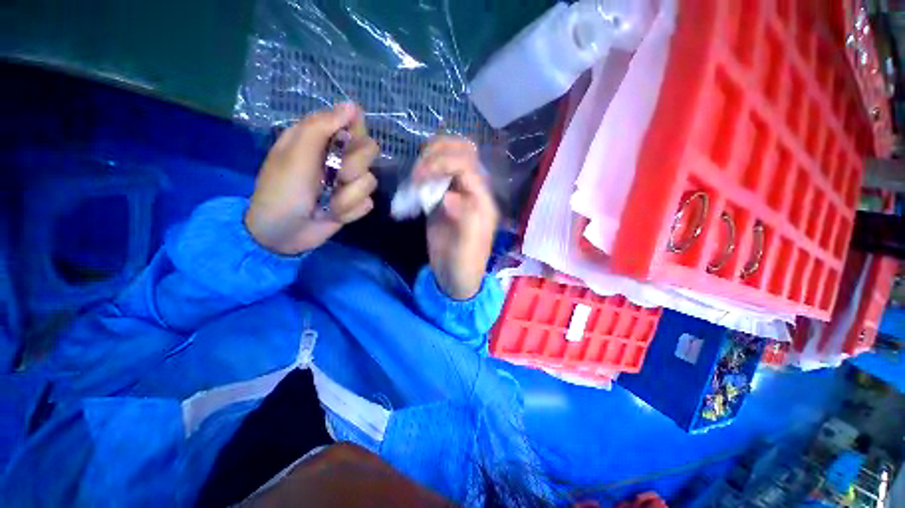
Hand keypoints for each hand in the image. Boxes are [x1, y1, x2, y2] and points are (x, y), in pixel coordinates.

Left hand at [245, 104, 379, 254]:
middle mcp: (339, 158)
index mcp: (321, 139)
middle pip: (370, 151)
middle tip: (333, 177)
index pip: (354, 123)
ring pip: (370, 181)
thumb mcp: (295, 154)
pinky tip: (333, 214)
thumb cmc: (282, 190)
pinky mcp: (355, 203)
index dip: (355, 133)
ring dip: (347, 196)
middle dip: (352, 168)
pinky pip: (368, 203)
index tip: (344, 145)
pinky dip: (350, 211)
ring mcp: (349, 183)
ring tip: (327, 203)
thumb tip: (353, 106)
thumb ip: (321, 127)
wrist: (282, 233)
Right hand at [415, 136, 498, 299]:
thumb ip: (464, 220)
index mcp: (482, 200)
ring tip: (415, 178)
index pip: (467, 165)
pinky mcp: (442, 199)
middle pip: (462, 152)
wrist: (454, 277)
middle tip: (417, 172)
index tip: (419, 176)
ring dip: (429, 159)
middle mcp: (472, 191)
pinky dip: (422, 173)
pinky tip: (413, 185)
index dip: (443, 163)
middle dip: (437, 153)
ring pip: (448, 158)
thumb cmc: (464, 265)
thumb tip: (449, 196)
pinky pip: (434, 175)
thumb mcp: (467, 247)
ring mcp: (457, 193)